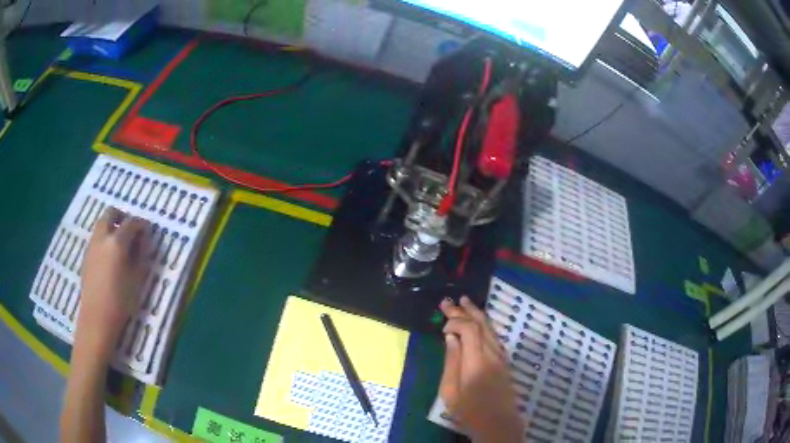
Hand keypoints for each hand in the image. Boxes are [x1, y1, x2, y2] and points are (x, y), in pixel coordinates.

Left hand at [76, 207, 150, 358]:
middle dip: (122, 216)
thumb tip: (143, 241)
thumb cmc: (120, 301)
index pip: (131, 222)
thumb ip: (140, 256)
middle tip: (130, 229)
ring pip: (101, 224)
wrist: (97, 318)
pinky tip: (110, 257)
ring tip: (120, 244)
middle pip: (110, 213)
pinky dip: (104, 238)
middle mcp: (102, 238)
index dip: (141, 224)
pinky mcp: (86, 256)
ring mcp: (92, 245)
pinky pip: (96, 238)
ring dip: (111, 226)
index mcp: (116, 242)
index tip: (147, 230)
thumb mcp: (136, 279)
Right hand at [438, 296, 523, 442]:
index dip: (455, 321)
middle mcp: (492, 353)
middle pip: (481, 324)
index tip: (442, 326)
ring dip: (476, 314)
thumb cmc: (469, 411)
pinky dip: (484, 325)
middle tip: (450, 301)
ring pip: (490, 328)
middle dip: (465, 310)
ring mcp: (501, 356)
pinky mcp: (504, 361)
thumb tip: (451, 337)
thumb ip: (451, 361)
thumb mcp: (451, 391)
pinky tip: (478, 323)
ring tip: (465, 303)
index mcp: (477, 360)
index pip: (469, 329)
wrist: (498, 423)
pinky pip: (494, 336)